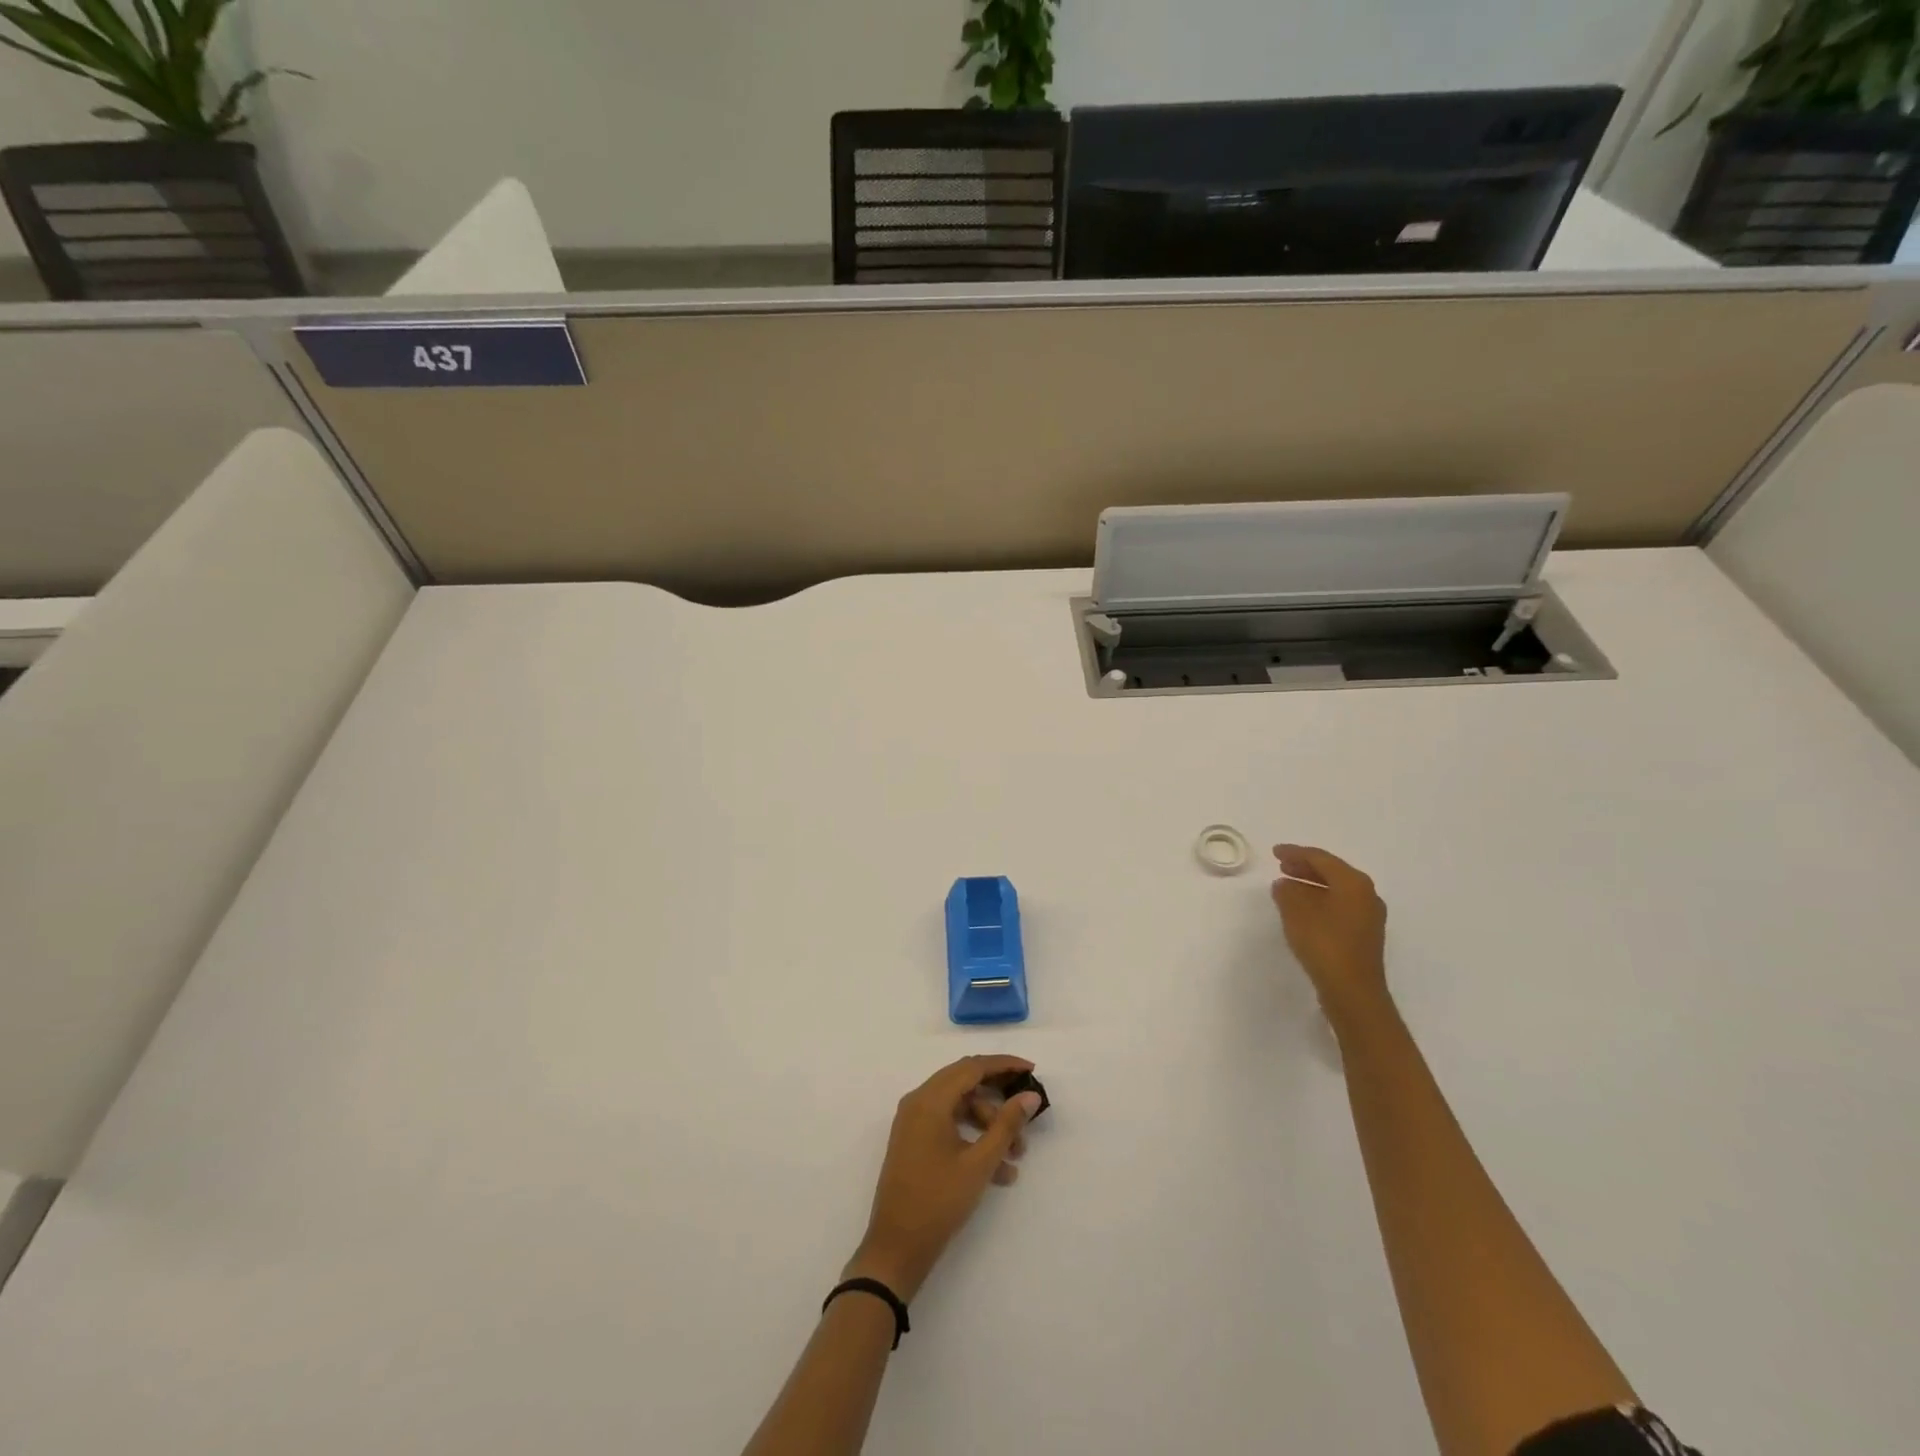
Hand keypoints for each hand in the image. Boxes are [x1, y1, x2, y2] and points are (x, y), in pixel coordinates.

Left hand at [844, 1055, 1042, 1301]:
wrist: (896, 1249)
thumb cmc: (938, 1201)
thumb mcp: (979, 1163)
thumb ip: (1006, 1125)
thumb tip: (1029, 1095)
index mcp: (929, 1099)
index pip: (972, 1067)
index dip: (1003, 1065)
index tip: (1031, 1069)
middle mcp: (918, 1102)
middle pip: (965, 1083)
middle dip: (998, 1097)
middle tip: (1026, 1109)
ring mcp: (914, 1122)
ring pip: (959, 1107)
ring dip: (989, 1125)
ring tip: (1017, 1155)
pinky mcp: (914, 1141)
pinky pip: (949, 1126)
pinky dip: (973, 1139)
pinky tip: (1000, 1171)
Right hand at [1270, 844, 1391, 1027]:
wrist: (1353, 991)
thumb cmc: (1324, 945)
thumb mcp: (1296, 913)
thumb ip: (1287, 892)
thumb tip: (1285, 884)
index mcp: (1353, 883)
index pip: (1321, 858)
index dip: (1295, 852)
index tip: (1274, 852)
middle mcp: (1366, 894)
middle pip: (1332, 871)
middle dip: (1305, 867)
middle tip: (1281, 866)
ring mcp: (1369, 915)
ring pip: (1336, 889)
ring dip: (1312, 885)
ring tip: (1288, 886)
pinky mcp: (1365, 934)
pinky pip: (1340, 905)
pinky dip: (1320, 900)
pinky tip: (1304, 909)